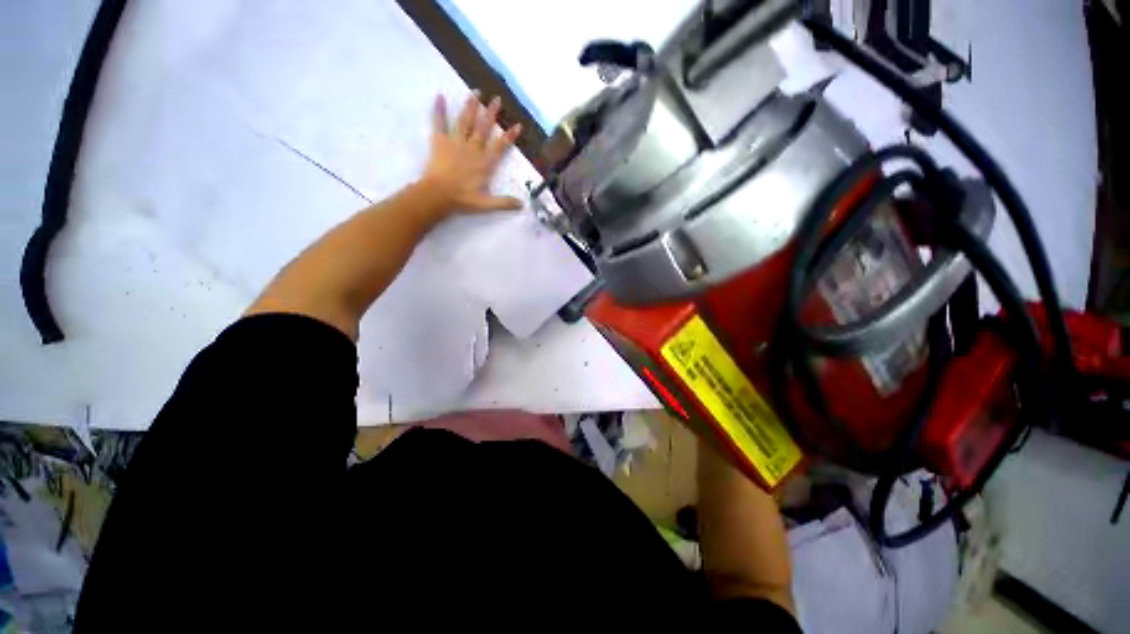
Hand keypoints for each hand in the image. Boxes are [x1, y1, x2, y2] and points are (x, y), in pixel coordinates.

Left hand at [418, 92, 522, 214]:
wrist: (439, 195)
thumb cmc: (463, 199)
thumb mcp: (487, 204)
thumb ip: (505, 203)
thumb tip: (522, 205)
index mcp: (485, 163)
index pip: (500, 146)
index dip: (509, 136)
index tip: (517, 125)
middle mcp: (473, 149)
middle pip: (483, 128)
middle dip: (491, 113)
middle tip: (496, 98)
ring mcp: (456, 143)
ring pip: (465, 121)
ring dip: (471, 106)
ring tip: (476, 92)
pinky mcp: (440, 142)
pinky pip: (439, 123)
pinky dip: (439, 110)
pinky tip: (440, 96)